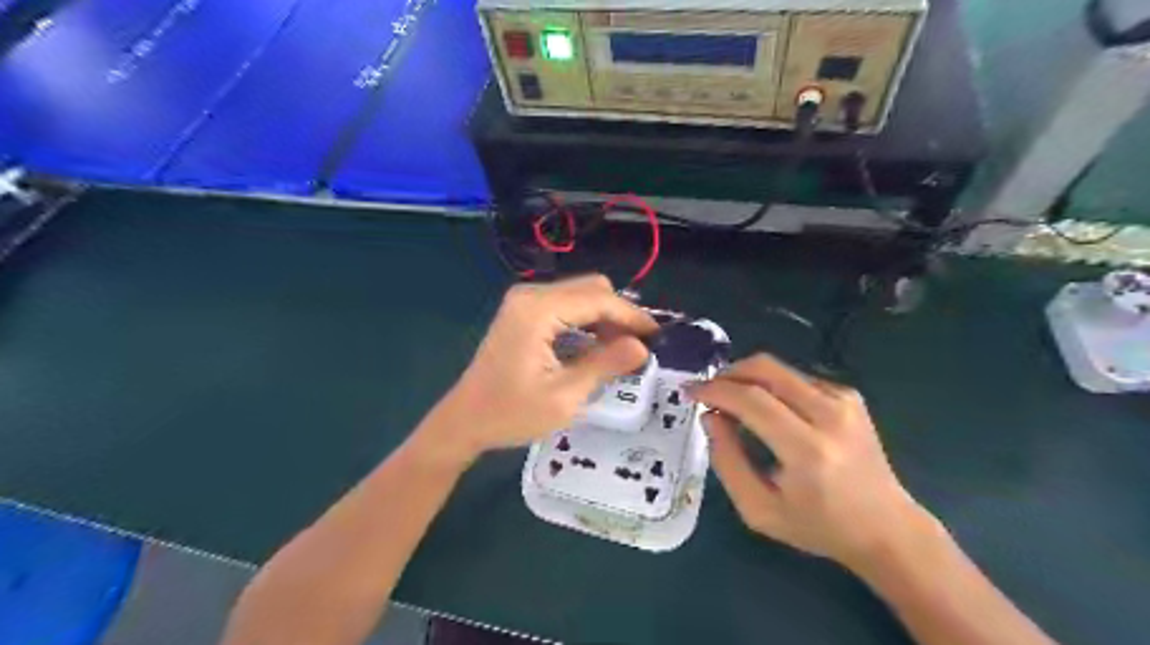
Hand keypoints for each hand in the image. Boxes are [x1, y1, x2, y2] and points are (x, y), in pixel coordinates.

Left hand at [420, 276, 654, 465]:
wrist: (464, 420)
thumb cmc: (511, 413)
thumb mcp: (565, 396)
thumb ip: (605, 365)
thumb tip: (642, 347)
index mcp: (538, 310)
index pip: (599, 300)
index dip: (632, 316)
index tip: (658, 336)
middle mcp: (531, 294)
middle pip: (592, 289)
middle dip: (619, 314)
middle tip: (638, 347)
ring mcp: (525, 300)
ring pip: (581, 295)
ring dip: (604, 318)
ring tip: (622, 350)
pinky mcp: (523, 311)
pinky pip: (566, 305)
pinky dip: (587, 322)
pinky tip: (596, 347)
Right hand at [685, 353, 936, 568]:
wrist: (886, 527)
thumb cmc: (818, 526)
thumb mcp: (759, 509)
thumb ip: (727, 461)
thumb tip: (711, 416)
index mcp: (807, 449)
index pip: (751, 400)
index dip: (714, 390)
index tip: (690, 392)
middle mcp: (829, 414)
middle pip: (765, 368)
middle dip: (728, 373)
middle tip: (709, 391)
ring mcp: (844, 400)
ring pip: (779, 368)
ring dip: (747, 378)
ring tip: (734, 403)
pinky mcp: (849, 396)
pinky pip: (796, 377)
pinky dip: (771, 386)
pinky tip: (768, 409)